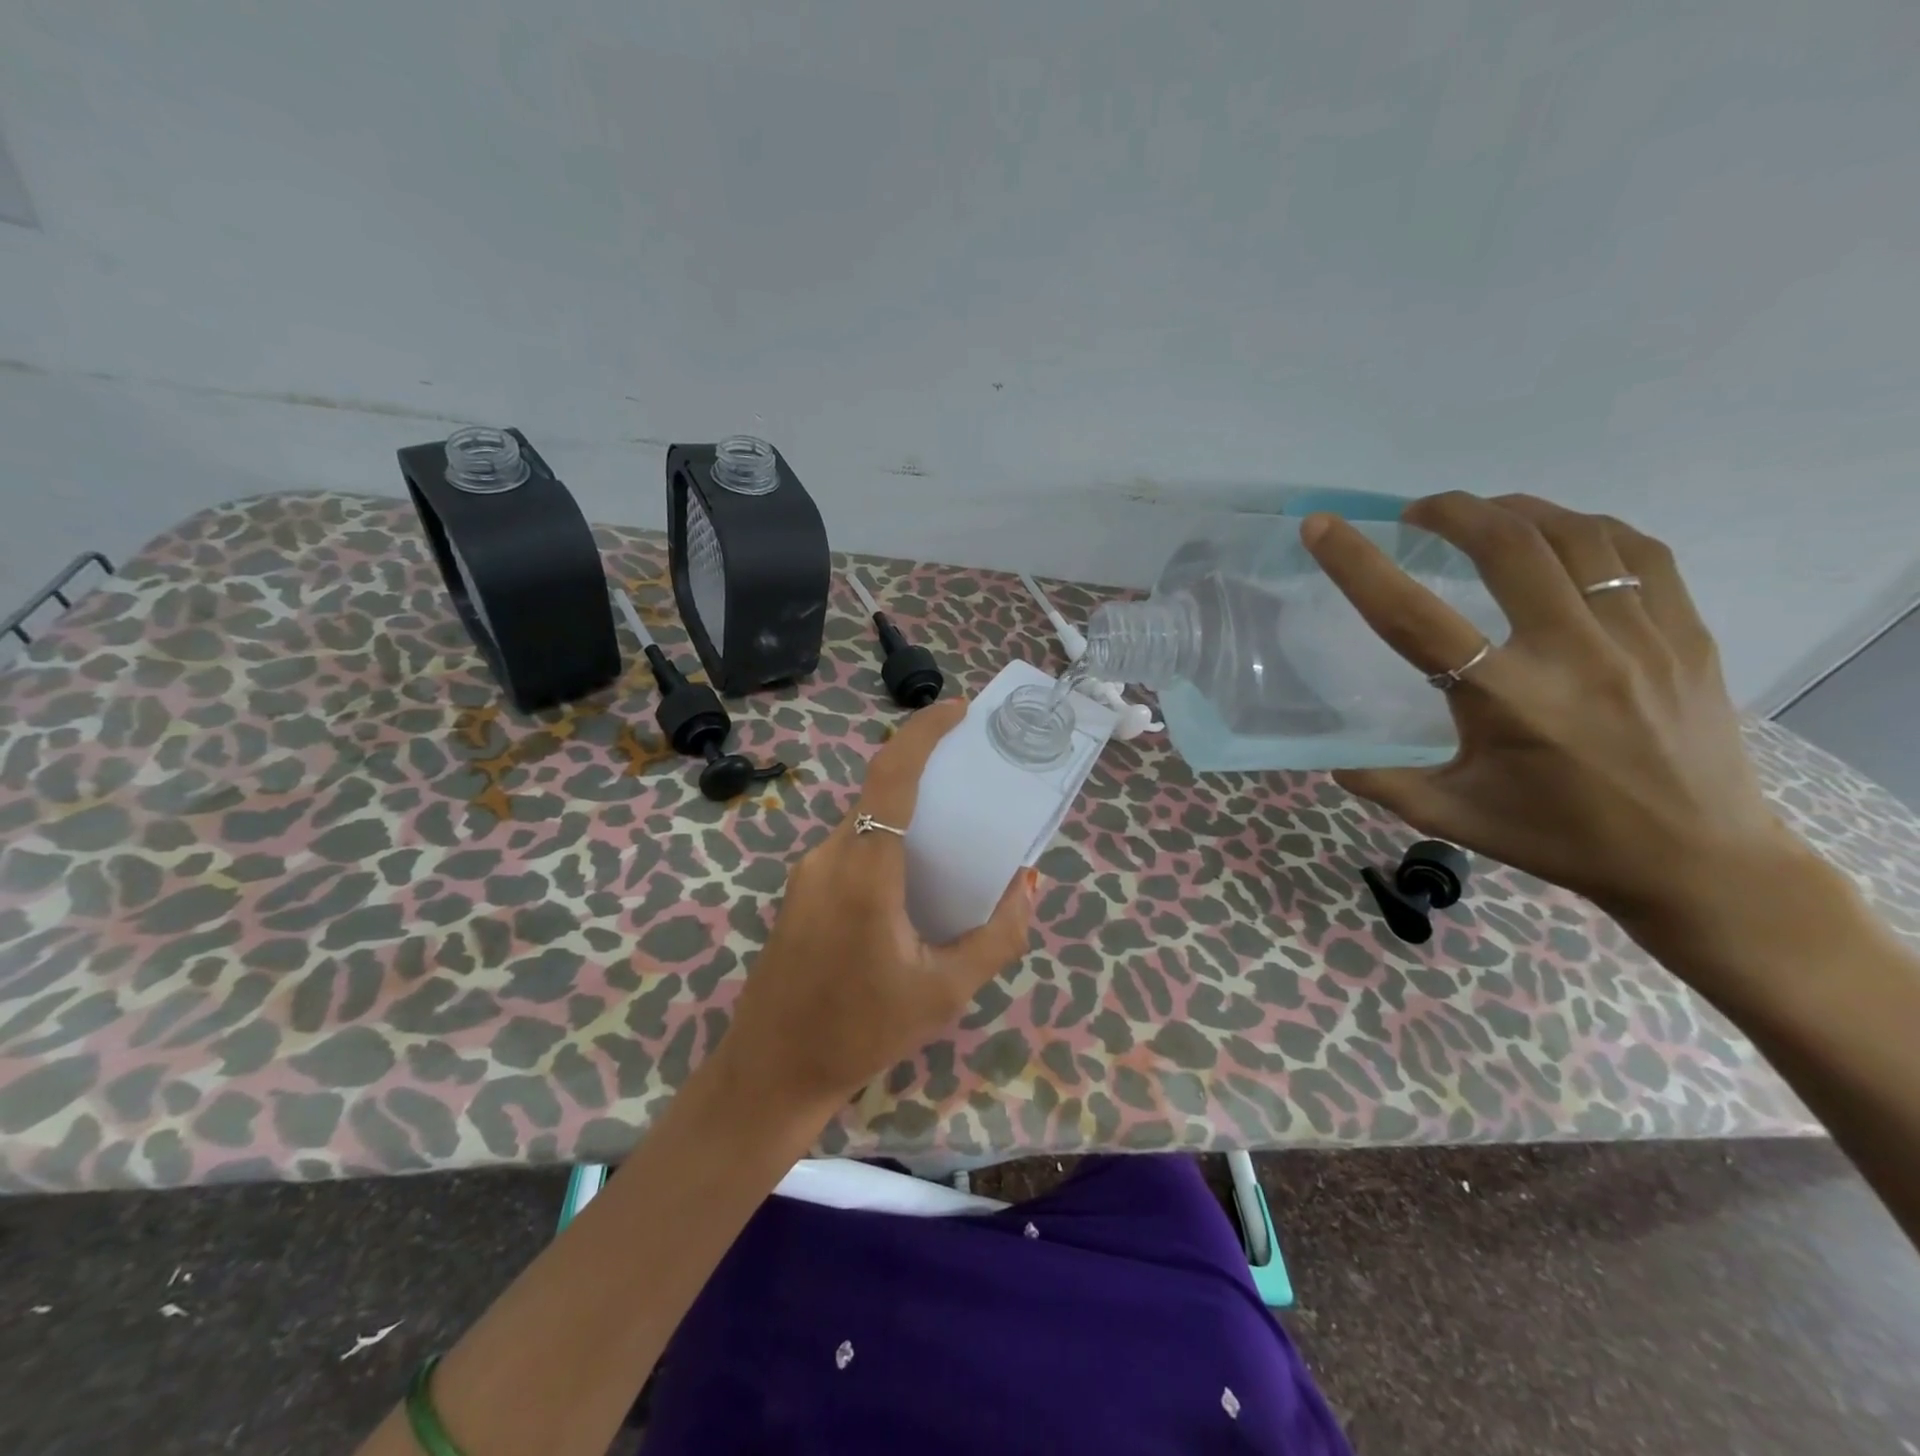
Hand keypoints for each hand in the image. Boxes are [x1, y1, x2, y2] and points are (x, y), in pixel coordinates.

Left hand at [718, 698, 1037, 1108]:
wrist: (771, 1073)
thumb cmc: (860, 1032)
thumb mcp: (946, 992)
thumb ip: (997, 935)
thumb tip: (1027, 884)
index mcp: (864, 870)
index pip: (892, 776)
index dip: (923, 732)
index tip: (957, 709)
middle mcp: (830, 857)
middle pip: (880, 793)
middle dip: (925, 772)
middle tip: (973, 777)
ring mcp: (808, 874)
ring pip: (864, 822)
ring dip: (906, 813)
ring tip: (952, 834)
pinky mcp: (800, 893)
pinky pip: (850, 848)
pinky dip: (886, 842)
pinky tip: (913, 880)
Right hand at [1302, 493, 1806, 933]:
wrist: (1699, 862)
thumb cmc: (1560, 838)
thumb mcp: (1453, 816)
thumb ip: (1383, 783)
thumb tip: (1331, 759)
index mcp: (1505, 701)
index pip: (1413, 617)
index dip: (1358, 565)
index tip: (1323, 526)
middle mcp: (1572, 655)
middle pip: (1507, 547)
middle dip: (1452, 512)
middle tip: (1417, 513)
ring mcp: (1639, 637)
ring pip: (1576, 536)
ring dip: (1517, 510)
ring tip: (1483, 515)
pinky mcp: (1685, 634)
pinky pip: (1637, 552)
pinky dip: (1586, 528)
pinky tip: (1560, 536)